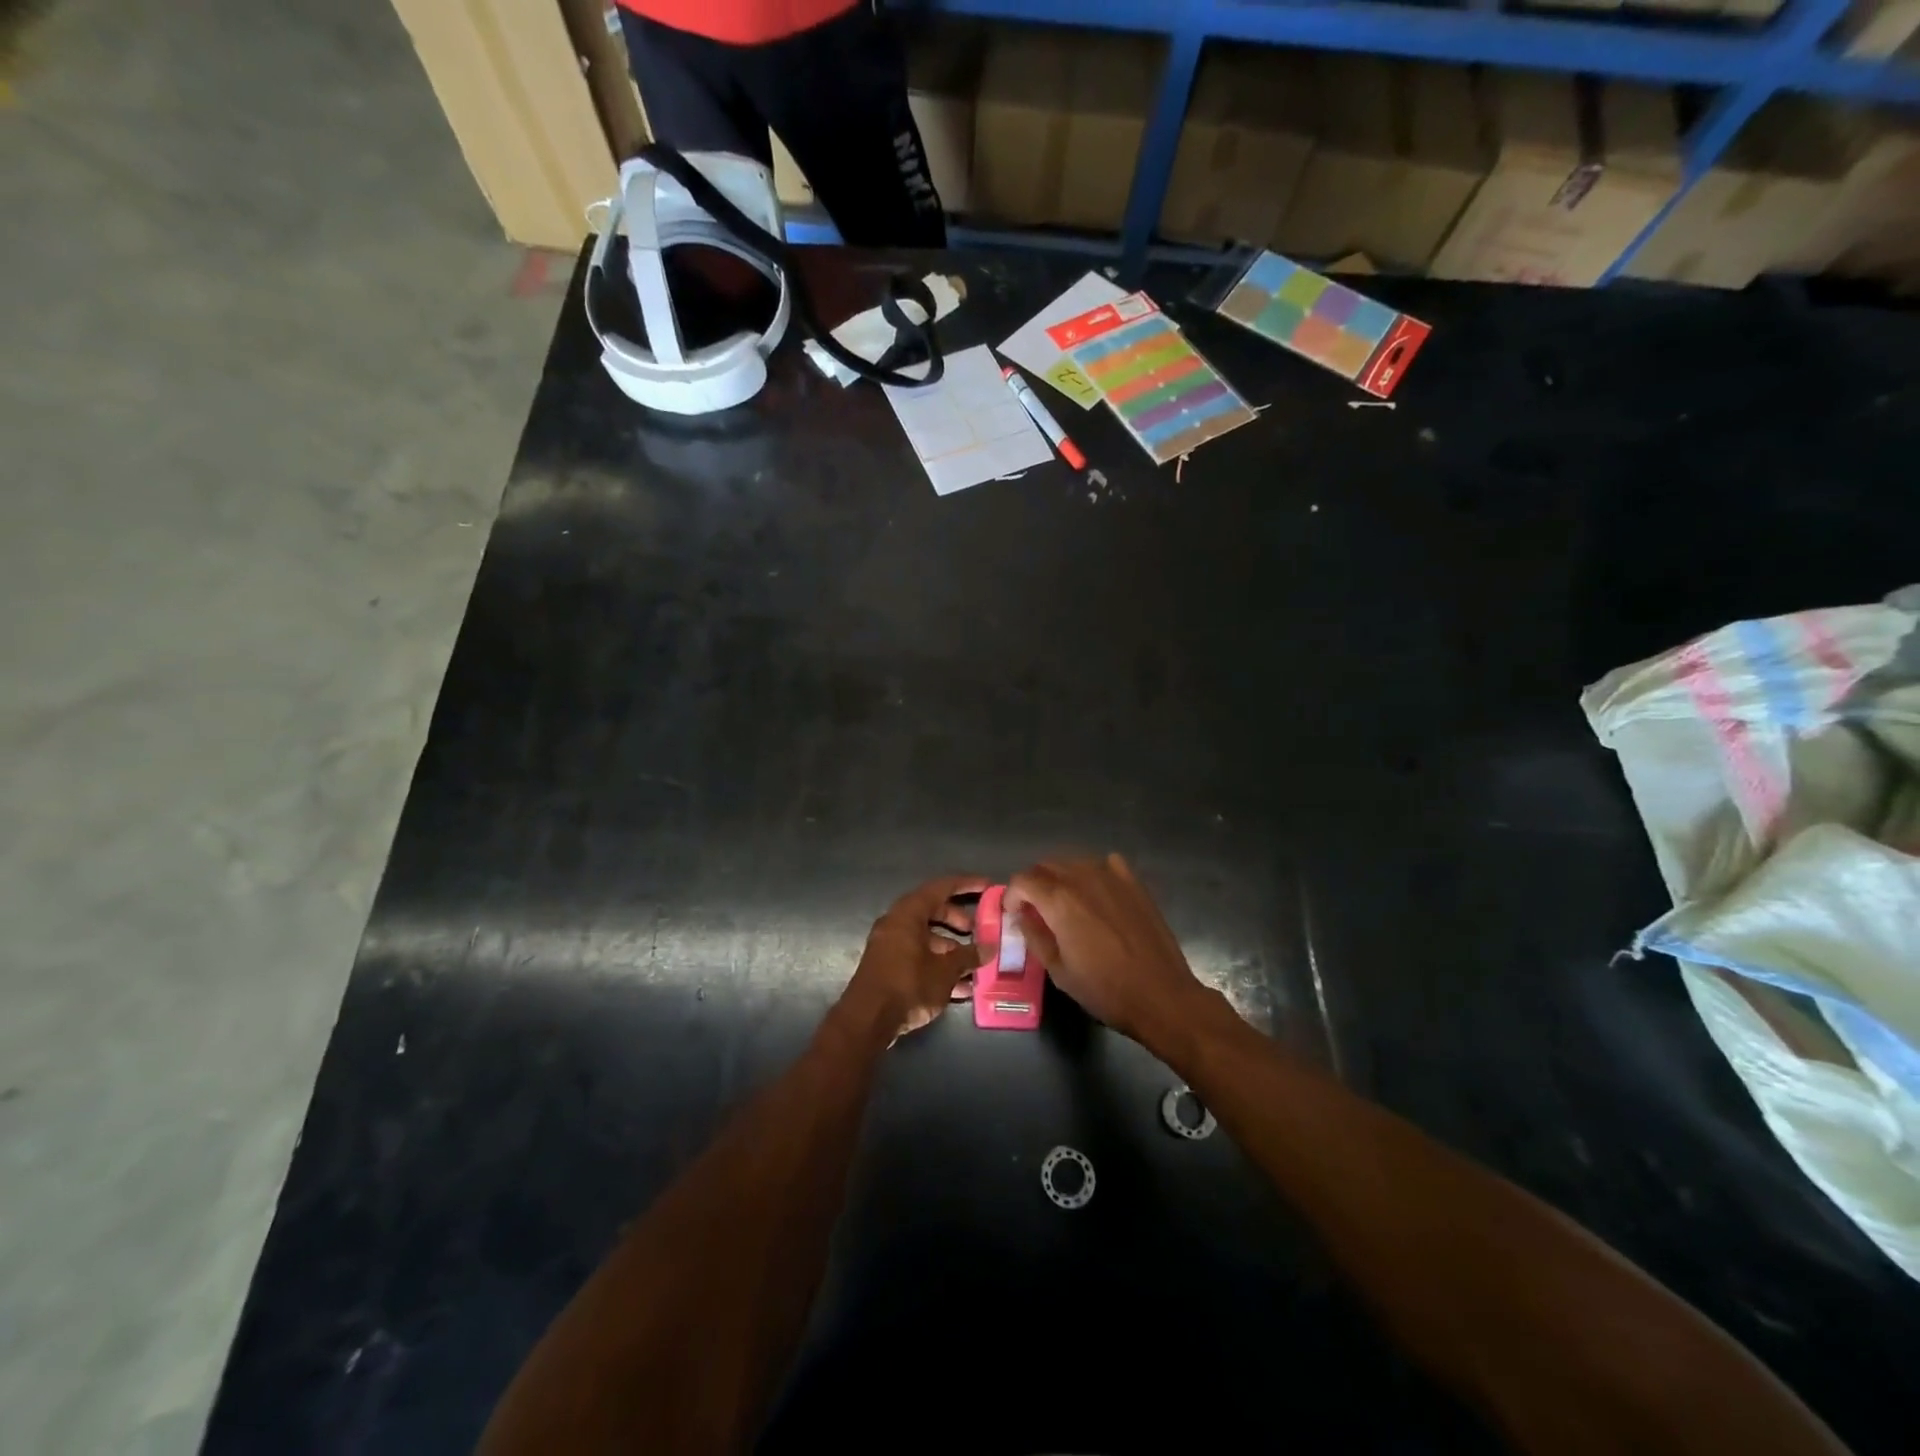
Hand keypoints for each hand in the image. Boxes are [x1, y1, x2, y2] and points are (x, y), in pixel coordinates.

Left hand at [842, 876, 989, 1042]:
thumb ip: (968, 956)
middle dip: (958, 920)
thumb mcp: (945, 971)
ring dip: (951, 950)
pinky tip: (960, 989)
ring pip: (927, 938)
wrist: (867, 1021)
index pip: (941, 888)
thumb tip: (988, 948)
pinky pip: (918, 957)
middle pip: (933, 912)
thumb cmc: (908, 985)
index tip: (988, 887)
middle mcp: (896, 924)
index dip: (966, 885)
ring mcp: (890, 946)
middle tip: (978, 932)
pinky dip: (938, 966)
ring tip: (975, 966)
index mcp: (908, 914)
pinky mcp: (888, 968)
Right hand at [1007, 855, 1212, 1051]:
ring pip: (1074, 861)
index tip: (1014, 914)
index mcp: (1059, 900)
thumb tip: (1022, 916)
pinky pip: (1104, 864)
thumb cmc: (1105, 989)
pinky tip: (1096, 894)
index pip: (1023, 880)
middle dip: (1034, 884)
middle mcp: (1082, 877)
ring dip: (1061, 877)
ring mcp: (1112, 875)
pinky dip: (1092, 873)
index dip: (1012, 895)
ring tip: (1064, 903)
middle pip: (1046, 865)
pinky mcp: (1134, 882)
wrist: (1161, 995)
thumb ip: (1034, 936)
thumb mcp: (1058, 970)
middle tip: (1035, 910)